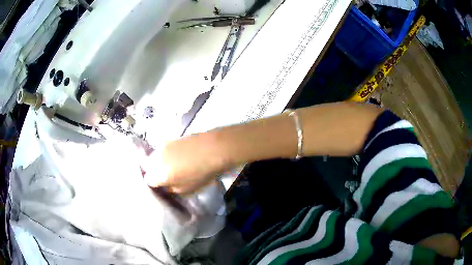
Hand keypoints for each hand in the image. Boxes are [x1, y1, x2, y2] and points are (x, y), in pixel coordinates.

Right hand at [140, 132, 229, 193]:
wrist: (215, 148)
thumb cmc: (202, 173)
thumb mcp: (186, 189)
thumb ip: (171, 188)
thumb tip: (165, 184)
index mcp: (158, 174)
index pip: (148, 180)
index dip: (154, 184)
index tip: (162, 185)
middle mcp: (156, 159)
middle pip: (149, 167)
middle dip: (155, 172)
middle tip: (166, 177)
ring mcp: (162, 146)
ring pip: (155, 157)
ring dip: (161, 163)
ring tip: (173, 167)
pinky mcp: (170, 139)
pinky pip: (163, 150)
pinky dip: (167, 155)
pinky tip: (179, 157)